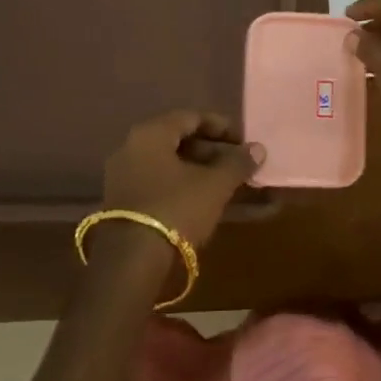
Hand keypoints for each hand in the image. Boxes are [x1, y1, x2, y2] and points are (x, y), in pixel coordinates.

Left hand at [101, 110, 263, 249]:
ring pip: (169, 164)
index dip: (221, 126)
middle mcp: (132, 148)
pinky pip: (158, 183)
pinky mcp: (123, 202)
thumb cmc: (176, 209)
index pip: (191, 117)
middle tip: (237, 163)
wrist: (130, 262)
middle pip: (178, 140)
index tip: (243, 140)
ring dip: (199, 170)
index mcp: (151, 134)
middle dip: (211, 151)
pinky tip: (203, 200)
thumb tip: (258, 149)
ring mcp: (124, 176)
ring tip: (226, 183)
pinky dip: (182, 186)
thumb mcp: (214, 185)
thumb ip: (237, 164)